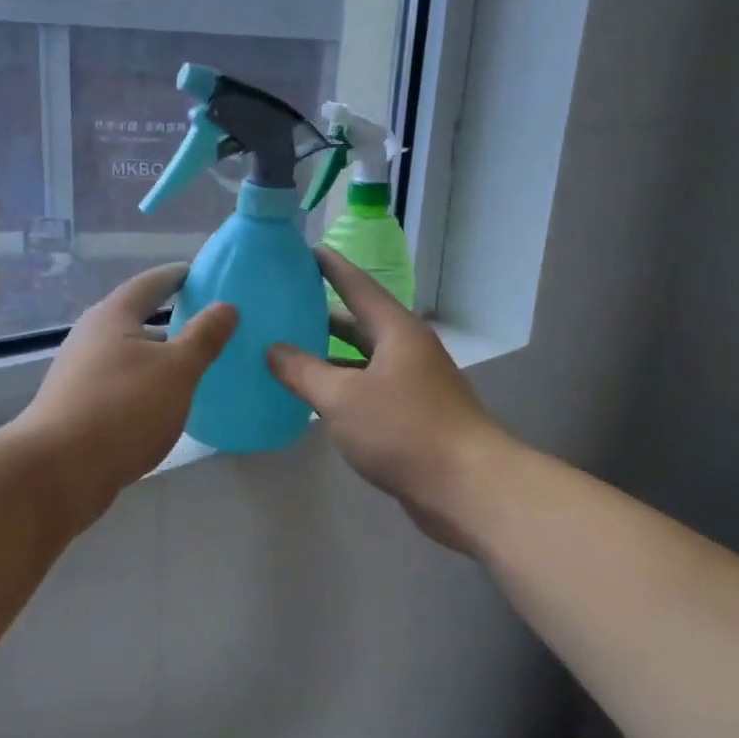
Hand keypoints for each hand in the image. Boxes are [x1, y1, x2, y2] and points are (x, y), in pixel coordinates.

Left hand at [16, 264, 237, 522]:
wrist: (59, 471)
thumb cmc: (123, 408)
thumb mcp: (177, 371)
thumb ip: (204, 338)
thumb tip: (227, 306)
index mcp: (112, 317)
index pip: (148, 284)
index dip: (174, 276)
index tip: (196, 271)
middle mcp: (90, 338)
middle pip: (134, 319)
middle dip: (168, 320)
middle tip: (204, 323)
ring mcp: (79, 375)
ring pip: (127, 356)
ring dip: (156, 358)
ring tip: (191, 366)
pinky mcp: (77, 408)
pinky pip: (120, 386)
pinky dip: (144, 386)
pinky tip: (163, 405)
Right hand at [267, 248, 509, 552]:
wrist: (465, 485)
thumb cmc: (402, 429)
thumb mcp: (342, 398)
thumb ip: (303, 371)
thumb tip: (273, 349)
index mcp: (396, 331)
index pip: (358, 286)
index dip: (331, 268)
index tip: (305, 251)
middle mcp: (408, 350)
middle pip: (360, 323)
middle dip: (323, 315)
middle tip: (284, 306)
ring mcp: (415, 384)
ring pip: (364, 360)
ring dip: (330, 357)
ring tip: (289, 353)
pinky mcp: (415, 416)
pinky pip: (370, 390)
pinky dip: (344, 389)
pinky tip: (318, 400)